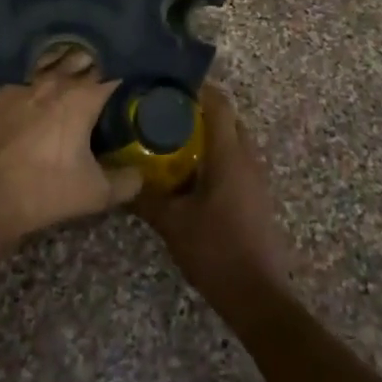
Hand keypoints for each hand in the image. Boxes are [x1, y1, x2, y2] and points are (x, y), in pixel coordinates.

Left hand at [0, 46, 141, 246]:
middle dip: (94, 62)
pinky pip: (18, 80)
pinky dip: (29, 84)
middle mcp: (54, 81)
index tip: (130, 76)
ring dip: (61, 65)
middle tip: (102, 73)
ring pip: (48, 62)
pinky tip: (29, 94)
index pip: (112, 72)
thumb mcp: (94, 195)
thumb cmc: (43, 191)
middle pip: (81, 58)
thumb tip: (140, 174)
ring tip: (68, 73)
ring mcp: (21, 84)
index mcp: (82, 98)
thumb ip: (125, 182)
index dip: (123, 71)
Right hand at [133, 84, 290, 317]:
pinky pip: (237, 160)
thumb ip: (147, 199)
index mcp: (229, 154)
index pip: (219, 104)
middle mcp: (248, 157)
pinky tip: (193, 173)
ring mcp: (257, 177)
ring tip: (175, 140)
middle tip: (167, 113)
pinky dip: (217, 155)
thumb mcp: (173, 224)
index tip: (170, 85)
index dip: (198, 88)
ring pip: (234, 140)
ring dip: (210, 134)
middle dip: (201, 110)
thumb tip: (122, 181)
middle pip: (228, 118)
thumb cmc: (216, 251)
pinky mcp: (257, 196)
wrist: (258, 296)